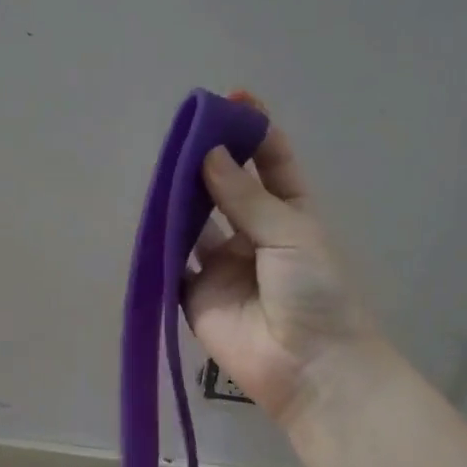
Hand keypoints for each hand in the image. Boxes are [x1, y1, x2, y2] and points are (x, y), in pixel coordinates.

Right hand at [185, 117, 381, 425]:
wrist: (309, 366)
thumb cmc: (316, 292)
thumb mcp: (290, 234)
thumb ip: (246, 198)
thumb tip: (208, 154)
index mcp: (291, 215)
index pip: (271, 164)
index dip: (253, 132)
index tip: (231, 99)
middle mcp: (254, 235)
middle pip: (227, 189)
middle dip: (209, 160)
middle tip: (185, 130)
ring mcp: (223, 266)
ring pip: (195, 222)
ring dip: (182, 196)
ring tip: (165, 165)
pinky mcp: (195, 296)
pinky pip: (173, 262)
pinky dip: (161, 241)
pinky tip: (150, 213)